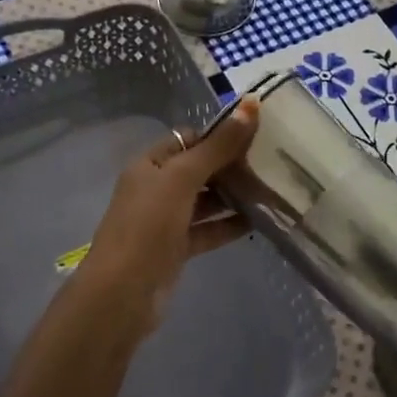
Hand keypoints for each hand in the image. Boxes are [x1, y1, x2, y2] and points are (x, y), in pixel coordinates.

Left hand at [67, 99, 260, 337]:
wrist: (123, 293)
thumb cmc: (148, 225)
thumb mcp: (182, 178)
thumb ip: (218, 146)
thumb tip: (251, 104)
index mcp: (150, 164)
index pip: (188, 138)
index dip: (219, 135)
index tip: (257, 134)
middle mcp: (156, 188)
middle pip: (199, 169)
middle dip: (231, 165)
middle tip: (273, 162)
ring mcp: (166, 220)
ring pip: (206, 200)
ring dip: (234, 195)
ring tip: (273, 189)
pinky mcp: (177, 248)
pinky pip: (208, 229)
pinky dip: (229, 224)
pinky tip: (259, 221)